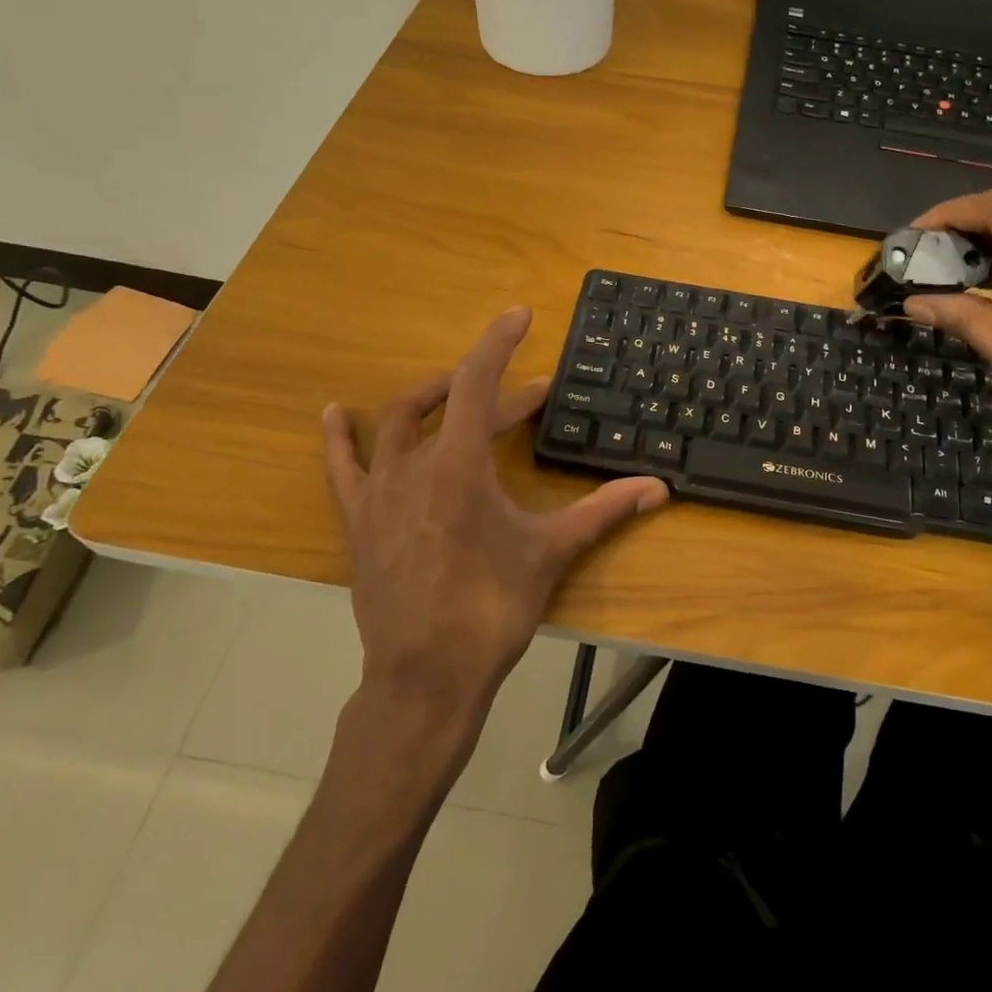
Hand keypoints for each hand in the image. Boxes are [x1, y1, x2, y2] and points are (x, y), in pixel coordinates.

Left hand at [321, 307, 666, 728]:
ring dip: (431, 399)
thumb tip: (658, 487)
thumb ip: (604, 510)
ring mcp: (379, 492)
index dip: (498, 342)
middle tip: (533, 396)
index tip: (518, 315)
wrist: (426, 677)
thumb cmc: (491, 608)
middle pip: (451, 404)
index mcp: (459, 465)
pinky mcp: (359, 520)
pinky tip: (333, 413)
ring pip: (397, 423)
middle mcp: (413, 465)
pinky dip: (340, 437)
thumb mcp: (552, 552)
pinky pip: (343, 467)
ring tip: (458, 390)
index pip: (478, 382)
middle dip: (495, 391)